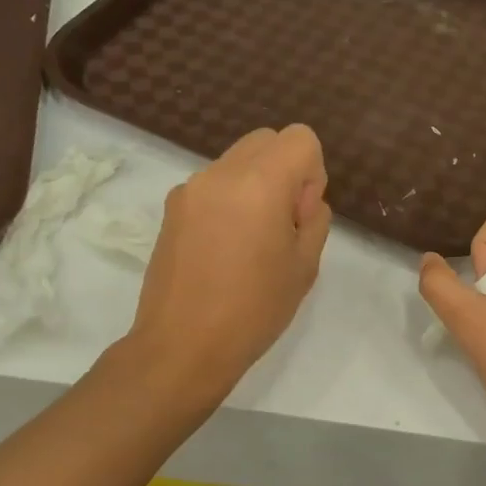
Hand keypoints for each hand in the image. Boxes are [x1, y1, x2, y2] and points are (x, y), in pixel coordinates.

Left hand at [128, 124, 331, 400]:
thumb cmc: (254, 310)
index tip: (301, 214)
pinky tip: (223, 249)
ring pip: (237, 161)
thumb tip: (301, 200)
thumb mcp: (305, 266)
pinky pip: (212, 185)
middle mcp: (221, 173)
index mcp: (260, 183)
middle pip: (266, 140)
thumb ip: (314, 219)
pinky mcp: (171, 208)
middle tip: (281, 223)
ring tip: (249, 241)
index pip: (300, 138)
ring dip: (255, 184)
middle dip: (284, 170)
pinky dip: (228, 200)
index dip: (312, 171)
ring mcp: (190, 188)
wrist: (182, 346)